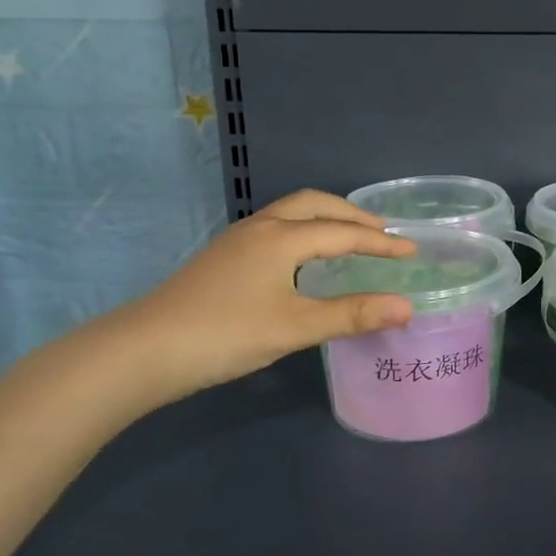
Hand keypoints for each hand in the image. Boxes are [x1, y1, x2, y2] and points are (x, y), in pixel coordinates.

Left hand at [119, 190, 415, 405]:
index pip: (343, 232)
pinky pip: (276, 229)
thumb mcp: (295, 327)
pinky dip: (303, 231)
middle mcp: (260, 228)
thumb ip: (351, 314)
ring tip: (348, 238)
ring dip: (325, 219)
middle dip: (352, 214)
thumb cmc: (225, 334)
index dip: (380, 242)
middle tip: (382, 233)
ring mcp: (236, 241)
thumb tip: (406, 306)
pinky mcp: (222, 258)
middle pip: (314, 204)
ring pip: (290, 214)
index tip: (412, 249)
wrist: (142, 350)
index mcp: (281, 238)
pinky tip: (303, 259)